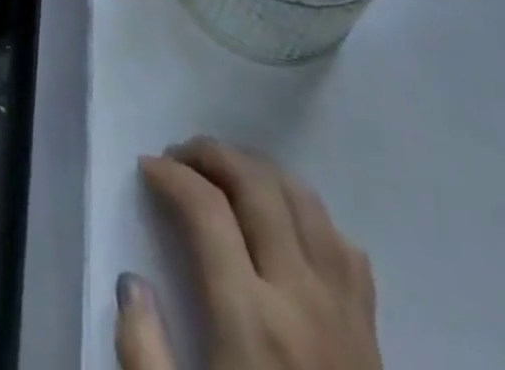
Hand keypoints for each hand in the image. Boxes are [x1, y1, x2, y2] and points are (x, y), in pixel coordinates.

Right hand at [116, 139, 379, 369]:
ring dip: (258, 171)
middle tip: (179, 156)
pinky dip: (307, 214)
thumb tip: (132, 283)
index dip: (171, 176)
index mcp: (251, 322)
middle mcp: (301, 298)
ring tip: (225, 175)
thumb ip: (144, 355)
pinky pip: (342, 244)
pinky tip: (284, 224)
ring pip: (304, 200)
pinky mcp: (372, 332)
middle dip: (211, 155)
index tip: (147, 168)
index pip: (206, 210)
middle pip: (256, 186)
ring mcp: (344, 311)